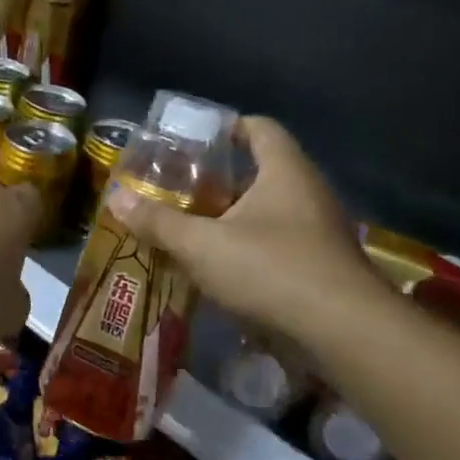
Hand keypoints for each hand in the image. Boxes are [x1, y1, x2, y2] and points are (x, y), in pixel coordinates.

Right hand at [108, 116, 383, 339]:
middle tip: (180, 188)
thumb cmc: (271, 269)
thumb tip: (115, 198)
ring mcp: (319, 230)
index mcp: (284, 171)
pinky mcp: (321, 265)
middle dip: (219, 178)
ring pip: (269, 210)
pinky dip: (249, 246)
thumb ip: (158, 221)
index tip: (194, 141)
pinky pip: (279, 242)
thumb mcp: (202, 245)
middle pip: (261, 170)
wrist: (343, 331)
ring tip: (192, 227)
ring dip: (233, 216)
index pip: (259, 128)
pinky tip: (221, 266)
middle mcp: (307, 192)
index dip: (227, 127)